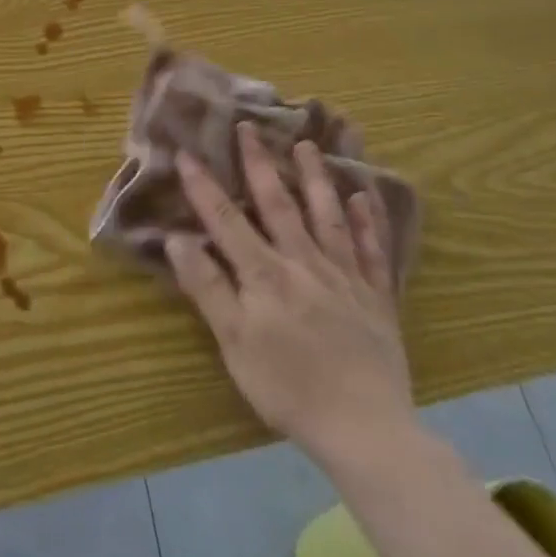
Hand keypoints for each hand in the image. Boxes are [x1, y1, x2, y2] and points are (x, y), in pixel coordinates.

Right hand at [167, 122, 415, 471]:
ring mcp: (345, 278)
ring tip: (307, 145)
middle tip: (250, 126)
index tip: (188, 152)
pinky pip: (373, 251)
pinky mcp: (377, 298)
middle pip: (279, 205)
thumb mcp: (234, 343)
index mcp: (266, 275)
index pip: (227, 220)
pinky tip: (364, 197)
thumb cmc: (289, 388)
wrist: (366, 429)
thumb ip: (207, 288)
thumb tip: (178, 239)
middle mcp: (305, 263)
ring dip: (315, 178)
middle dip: (260, 164)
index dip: (204, 186)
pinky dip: (369, 222)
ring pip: (329, 217)